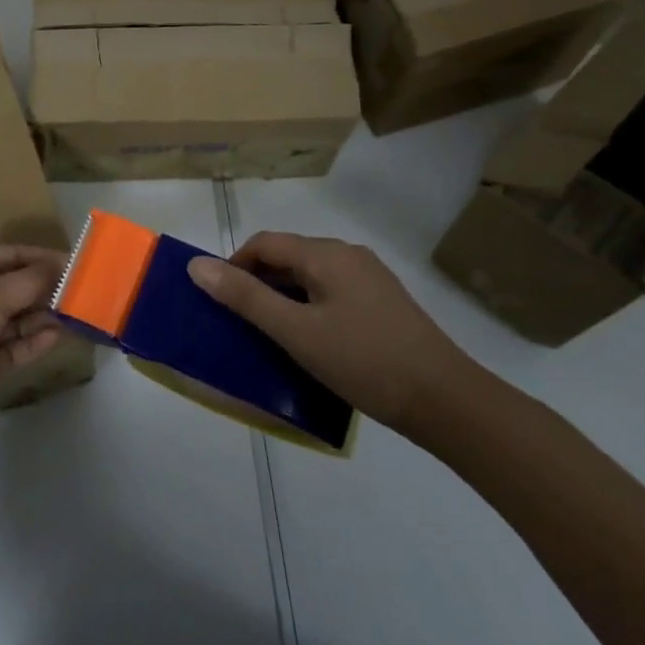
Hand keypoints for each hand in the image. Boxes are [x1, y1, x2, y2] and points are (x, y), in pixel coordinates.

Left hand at [0, 246, 66, 449]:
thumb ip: (29, 282)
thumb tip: (62, 266)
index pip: (8, 256)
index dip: (41, 257)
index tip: (77, 261)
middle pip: (15, 287)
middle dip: (48, 287)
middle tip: (89, 288)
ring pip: (19, 319)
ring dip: (47, 314)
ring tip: (84, 310)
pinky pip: (16, 348)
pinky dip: (37, 341)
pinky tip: (62, 333)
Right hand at [188, 231, 474, 437]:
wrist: (447, 401)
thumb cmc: (363, 361)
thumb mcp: (296, 332)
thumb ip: (245, 297)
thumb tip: (197, 266)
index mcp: (325, 254)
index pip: (264, 243)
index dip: (235, 266)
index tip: (220, 302)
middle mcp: (348, 254)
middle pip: (289, 256)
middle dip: (259, 282)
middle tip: (242, 324)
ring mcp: (371, 278)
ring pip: (311, 276)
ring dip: (284, 297)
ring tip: (273, 336)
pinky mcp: (384, 303)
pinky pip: (333, 292)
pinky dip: (310, 307)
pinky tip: (313, 342)